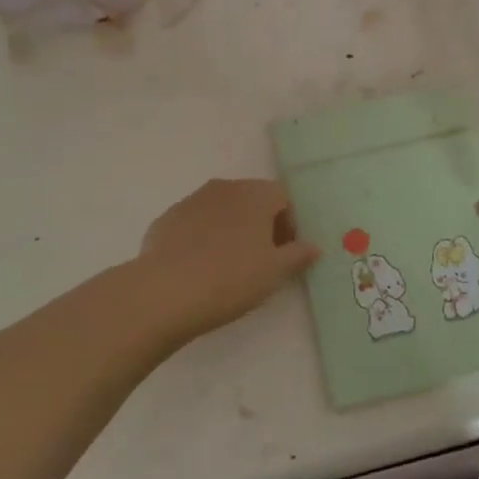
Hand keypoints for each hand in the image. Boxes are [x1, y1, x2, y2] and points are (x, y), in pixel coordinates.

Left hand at [131, 179, 318, 342]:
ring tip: (228, 265)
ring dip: (231, 229)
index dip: (290, 223)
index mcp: (255, 194)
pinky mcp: (167, 218)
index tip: (286, 252)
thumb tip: (313, 246)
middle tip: (261, 260)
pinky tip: (199, 267)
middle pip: (252, 199)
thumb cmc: (231, 278)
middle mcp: (225, 187)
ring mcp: (192, 200)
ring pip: (222, 209)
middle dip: (261, 224)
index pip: (283, 197)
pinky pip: (195, 222)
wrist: (165, 291)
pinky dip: (203, 237)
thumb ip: (297, 255)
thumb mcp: (274, 272)